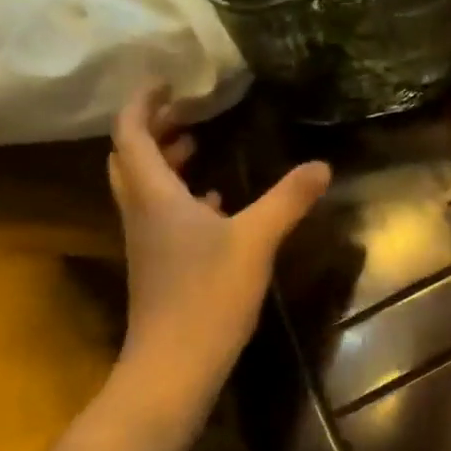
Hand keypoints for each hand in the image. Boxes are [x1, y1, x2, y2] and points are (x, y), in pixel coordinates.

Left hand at [108, 87, 329, 407]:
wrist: (172, 368)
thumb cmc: (206, 296)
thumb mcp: (255, 240)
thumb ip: (288, 198)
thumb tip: (322, 164)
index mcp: (154, 196)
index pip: (130, 135)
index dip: (142, 103)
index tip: (167, 82)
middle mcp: (142, 212)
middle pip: (129, 158)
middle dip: (151, 128)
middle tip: (185, 110)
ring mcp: (147, 241)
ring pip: (144, 186)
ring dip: (164, 160)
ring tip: (198, 143)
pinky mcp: (159, 264)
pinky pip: (161, 213)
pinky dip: (180, 194)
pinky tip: (215, 200)